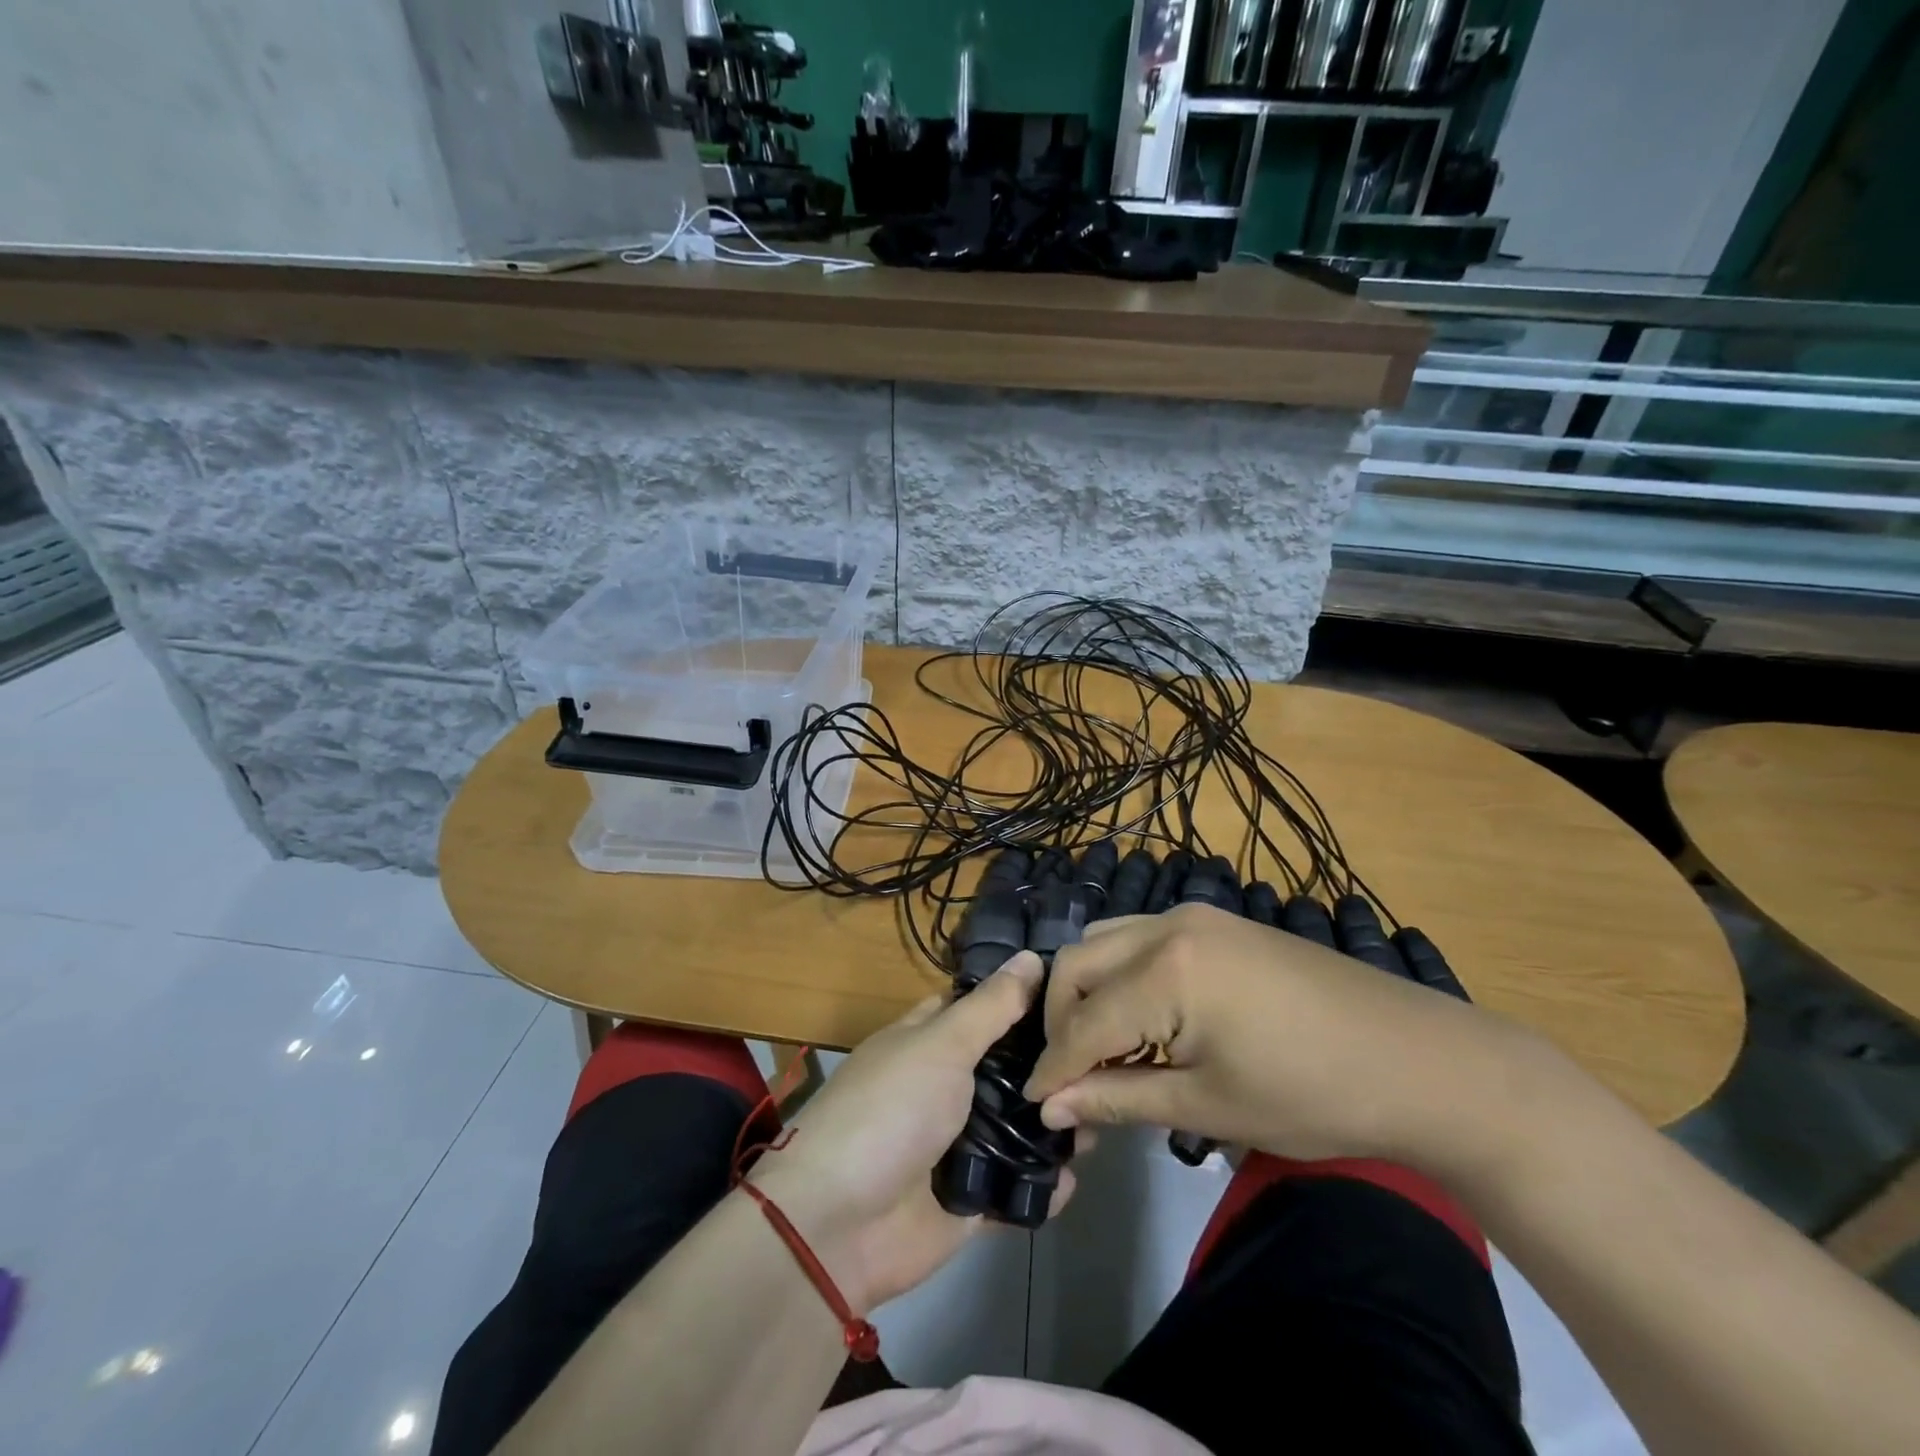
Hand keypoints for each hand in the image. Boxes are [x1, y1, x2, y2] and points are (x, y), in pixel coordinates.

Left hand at [748, 952, 1077, 1312]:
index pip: (979, 1007)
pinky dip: (1044, 1186)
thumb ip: (991, 1007)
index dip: (1021, 997)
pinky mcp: (970, 1201)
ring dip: (1054, 1125)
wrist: (838, 1226)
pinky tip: (1077, 1176)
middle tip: (1106, 1057)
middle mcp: (944, 1087)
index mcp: (926, 1042)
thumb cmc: (889, 1112)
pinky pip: (1016, 1189)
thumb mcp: (940, 1045)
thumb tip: (1032, 955)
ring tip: (1103, 1112)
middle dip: (1050, 1065)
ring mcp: (957, 1146)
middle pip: (1007, 1069)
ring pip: (1018, 1127)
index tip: (1078, 990)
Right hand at [1024, 904, 1553, 1177]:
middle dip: (1059, 1020)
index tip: (1032, 1104)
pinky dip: (1122, 973)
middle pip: (1077, 963)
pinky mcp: (1216, 921)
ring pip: (1105, 940)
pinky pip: (1140, 937)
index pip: (1083, 1022)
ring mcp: (1194, 916)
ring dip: (1087, 989)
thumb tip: (1052, 1108)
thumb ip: (1120, 1098)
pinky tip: (1141, 1016)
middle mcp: (1168, 926)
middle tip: (1068, 1077)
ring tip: (1101, 1046)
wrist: (1418, 1060)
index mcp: (1165, 972)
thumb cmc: (1313, 1095)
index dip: (1054, 1067)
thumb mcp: (1210, 1107)